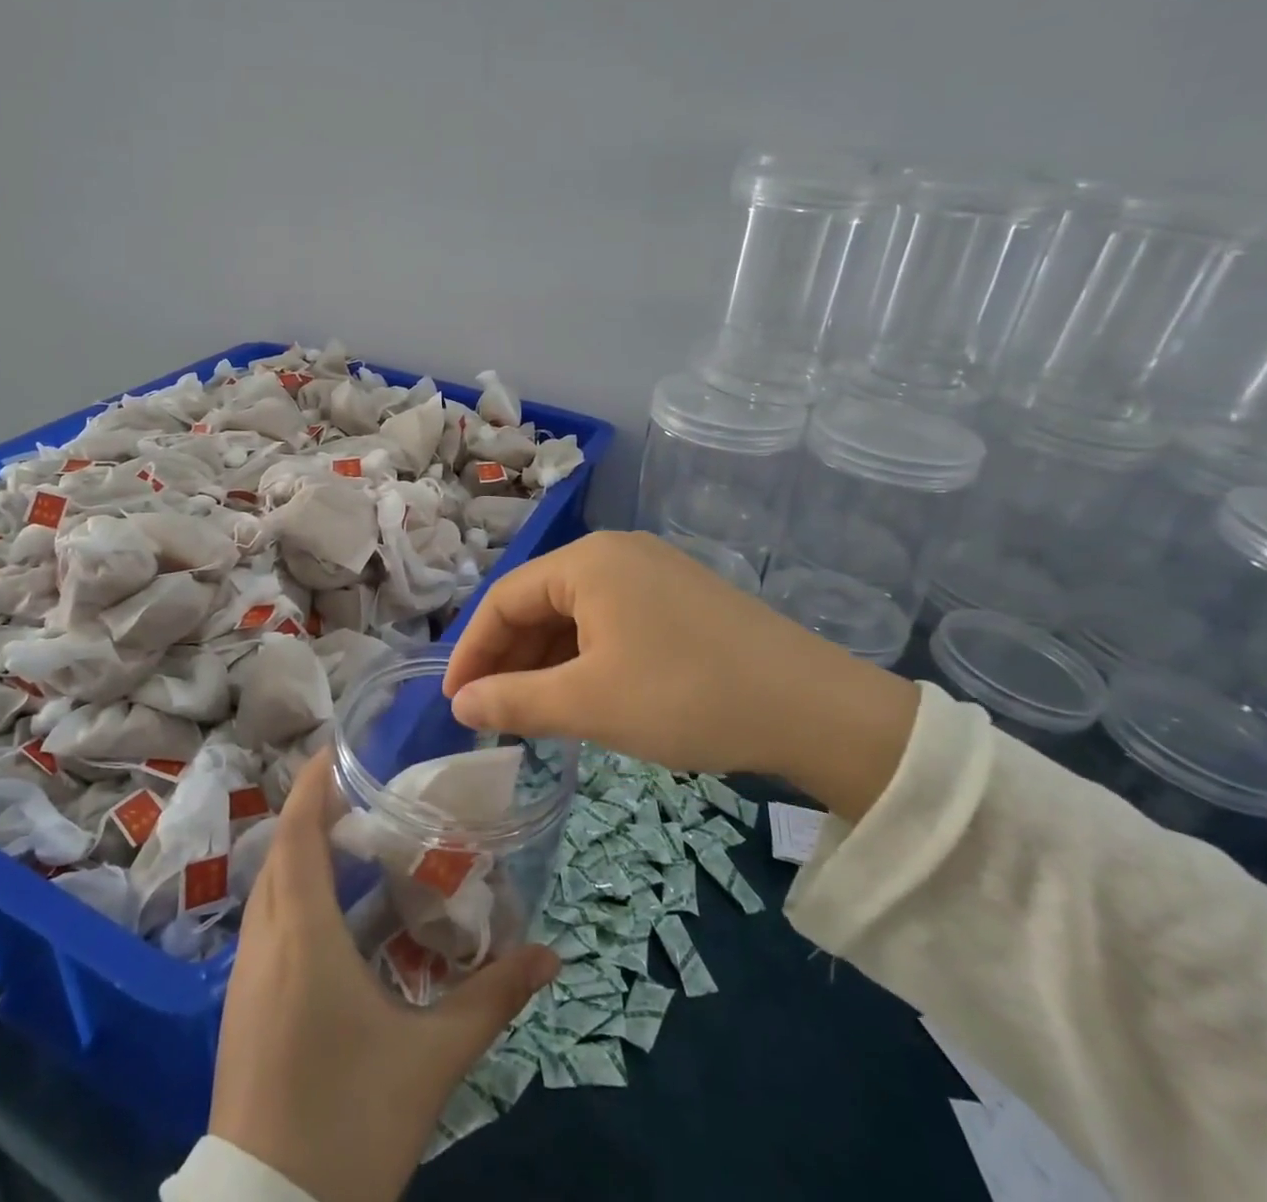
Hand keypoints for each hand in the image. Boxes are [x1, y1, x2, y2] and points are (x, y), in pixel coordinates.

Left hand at [209, 752, 559, 1201]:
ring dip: (305, 856)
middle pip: (283, 853)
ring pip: (271, 890)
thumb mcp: (430, 1059)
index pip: (298, 834)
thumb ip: (491, 1000)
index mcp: (301, 936)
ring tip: (356, 847)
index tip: (339, 749)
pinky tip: (337, 922)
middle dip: (317, 814)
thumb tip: (549, 955)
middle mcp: (263, 943)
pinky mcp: (242, 1009)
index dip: (314, 785)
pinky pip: (267, 925)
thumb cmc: (348, 1122)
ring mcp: (245, 978)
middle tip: (366, 797)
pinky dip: (296, 898)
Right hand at [442, 531, 919, 822]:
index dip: (471, 651)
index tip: (454, 703)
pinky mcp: (681, 599)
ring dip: (547, 662)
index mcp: (587, 560)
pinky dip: (585, 659)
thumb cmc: (684, 696)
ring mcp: (654, 573)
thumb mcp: (587, 703)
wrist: (813, 708)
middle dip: (509, 658)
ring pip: (576, 615)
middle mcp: (616, 553)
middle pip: (539, 603)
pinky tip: (584, 696)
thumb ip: (513, 700)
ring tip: (532, 713)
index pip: (504, 598)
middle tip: (491, 714)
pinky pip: (612, 622)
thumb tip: (460, 704)